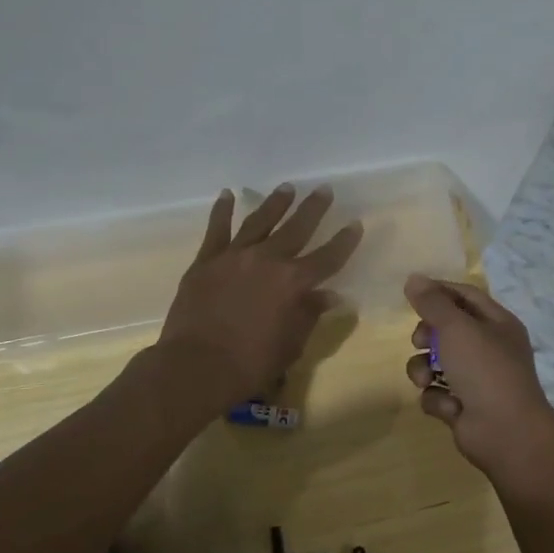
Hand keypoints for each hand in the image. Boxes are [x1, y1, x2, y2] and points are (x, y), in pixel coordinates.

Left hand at [158, 184, 361, 405]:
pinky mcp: (207, 260)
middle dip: (313, 208)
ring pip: (260, 221)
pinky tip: (227, 194)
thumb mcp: (291, 344)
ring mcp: (235, 256)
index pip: (328, 257)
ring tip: (286, 187)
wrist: (197, 365)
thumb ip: (309, 314)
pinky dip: (223, 210)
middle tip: (323, 189)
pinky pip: (217, 229)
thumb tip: (329, 295)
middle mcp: (268, 260)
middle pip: (297, 228)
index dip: (344, 241)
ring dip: (275, 203)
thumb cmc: (251, 362)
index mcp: (294, 282)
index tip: (355, 224)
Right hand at [404, 275, 553, 475]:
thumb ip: (432, 302)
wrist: (506, 433)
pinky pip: (437, 393)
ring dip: (424, 370)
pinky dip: (437, 399)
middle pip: (446, 329)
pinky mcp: (463, 406)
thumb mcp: (457, 328)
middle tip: (420, 341)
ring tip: (426, 379)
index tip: (411, 293)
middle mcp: (488, 348)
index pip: (465, 296)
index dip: (438, 292)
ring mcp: (476, 379)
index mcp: (497, 323)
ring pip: (435, 363)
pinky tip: (448, 407)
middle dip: (427, 335)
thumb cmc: (486, 370)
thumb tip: (413, 278)